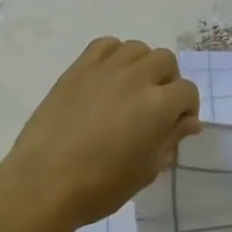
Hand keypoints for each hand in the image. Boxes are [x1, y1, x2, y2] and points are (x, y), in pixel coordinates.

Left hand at [1, 38, 200, 230]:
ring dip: (142, 65)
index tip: (178, 126)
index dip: (188, 108)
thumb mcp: (146, 170)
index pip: (187, 91)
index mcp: (157, 105)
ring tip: (131, 89)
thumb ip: (170, 139)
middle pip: (165, 60)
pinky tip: (108, 77)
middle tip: (156, 106)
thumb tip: (187, 122)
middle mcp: (135, 78)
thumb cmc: (100, 186)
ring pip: (137, 48)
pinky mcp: (78, 68)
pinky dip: (114, 55)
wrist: (43, 183)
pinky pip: (104, 44)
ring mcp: (104, 69)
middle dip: (168, 81)